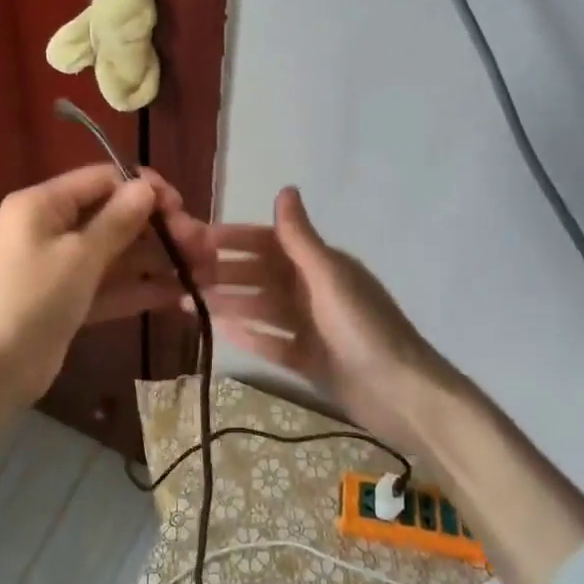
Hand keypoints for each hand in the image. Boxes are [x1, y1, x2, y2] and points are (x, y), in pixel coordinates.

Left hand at [0, 164, 210, 402]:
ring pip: (120, 253)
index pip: (104, 179)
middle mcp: (54, 227)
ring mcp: (63, 266)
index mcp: (45, 204)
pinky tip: (182, 295)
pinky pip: (113, 285)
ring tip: (205, 272)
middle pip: (117, 217)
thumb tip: (147, 186)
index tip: (180, 208)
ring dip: (160, 261)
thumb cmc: (33, 300)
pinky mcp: (72, 299)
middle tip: (202, 246)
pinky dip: (143, 288)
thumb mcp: (79, 256)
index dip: (144, 189)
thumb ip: (118, 220)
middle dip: (161, 230)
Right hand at [200, 186, 464, 454]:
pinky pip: (271, 341)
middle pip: (260, 275)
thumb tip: (285, 188)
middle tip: (181, 276)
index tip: (195, 240)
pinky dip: (248, 334)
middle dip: (223, 273)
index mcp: (320, 265)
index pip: (268, 243)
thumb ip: (301, 238)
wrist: (402, 395)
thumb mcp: (329, 278)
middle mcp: (313, 290)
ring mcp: (311, 326)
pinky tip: (219, 331)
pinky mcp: (309, 359)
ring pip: (261, 307)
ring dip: (228, 302)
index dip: (233, 239)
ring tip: (187, 303)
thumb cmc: (364, 328)